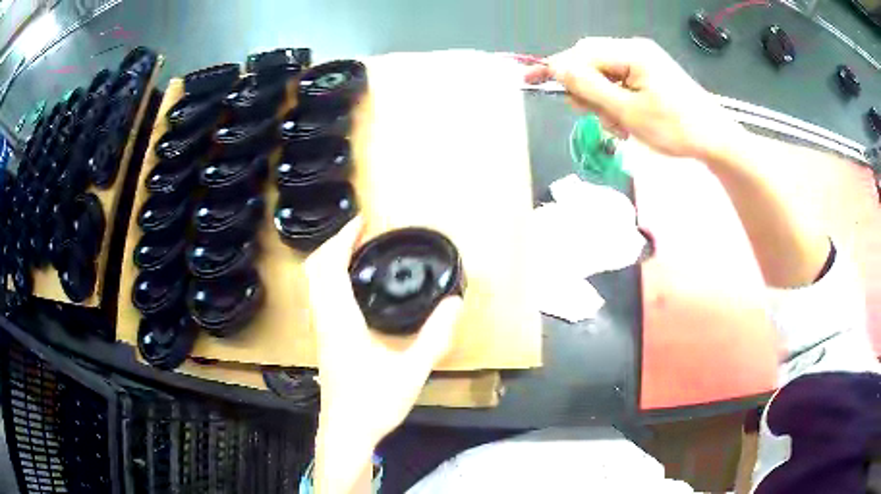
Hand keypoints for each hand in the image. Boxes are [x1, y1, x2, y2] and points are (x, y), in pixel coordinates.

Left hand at [306, 216, 463, 490]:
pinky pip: (320, 297)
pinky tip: (354, 287)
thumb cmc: (374, 403)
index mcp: (340, 320)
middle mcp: (324, 320)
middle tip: (360, 233)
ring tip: (357, 251)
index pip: (329, 266)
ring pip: (314, 284)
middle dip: (333, 244)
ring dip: (330, 260)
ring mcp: (321, 331)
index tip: (362, 221)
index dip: (342, 238)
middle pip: (314, 270)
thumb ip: (435, 336)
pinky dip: (331, 278)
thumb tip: (455, 301)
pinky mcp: (324, 340)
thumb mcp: (412, 370)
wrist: (346, 432)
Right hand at [526, 37, 745, 158]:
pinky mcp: (650, 77)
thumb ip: (590, 87)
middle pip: (591, 62)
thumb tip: (558, 68)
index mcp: (631, 53)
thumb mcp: (630, 111)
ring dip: (602, 101)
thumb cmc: (676, 128)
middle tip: (595, 117)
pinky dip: (617, 104)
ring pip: (604, 76)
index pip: (582, 54)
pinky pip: (620, 84)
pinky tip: (627, 123)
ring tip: (618, 126)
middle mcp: (635, 51)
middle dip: (586, 90)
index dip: (556, 67)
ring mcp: (644, 64)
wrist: (716, 141)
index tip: (530, 80)